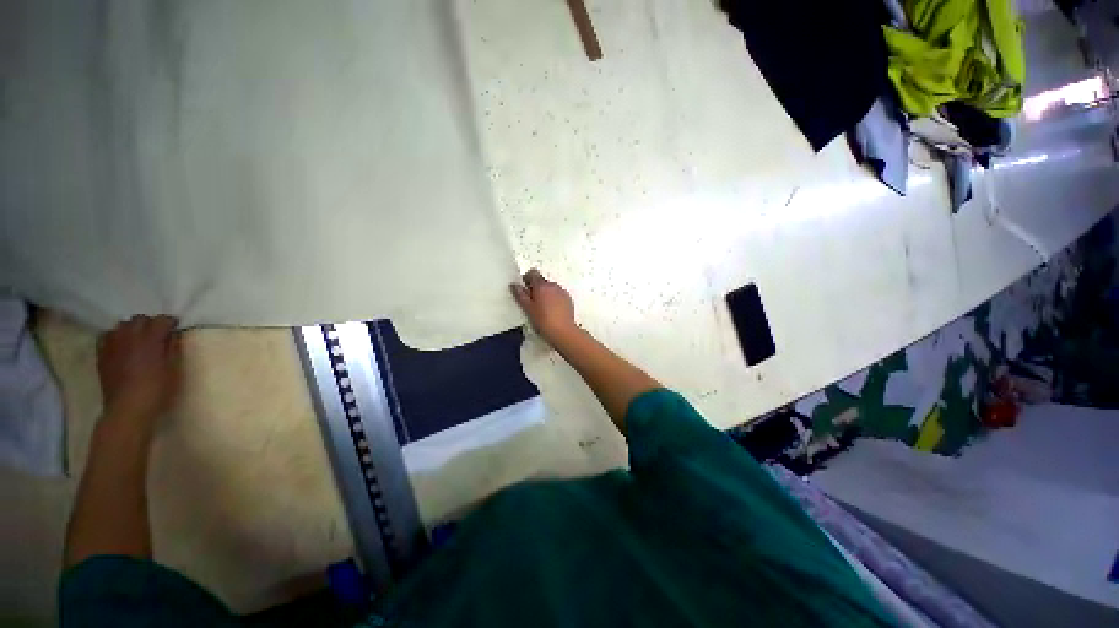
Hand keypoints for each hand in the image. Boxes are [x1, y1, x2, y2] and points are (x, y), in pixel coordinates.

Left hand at [97, 315, 181, 422]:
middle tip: (157, 334)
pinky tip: (120, 345)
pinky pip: (106, 336)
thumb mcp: (174, 370)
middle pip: (139, 319)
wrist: (127, 409)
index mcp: (151, 339)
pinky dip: (115, 336)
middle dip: (149, 323)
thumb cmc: (157, 390)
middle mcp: (130, 336)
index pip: (161, 320)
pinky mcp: (102, 354)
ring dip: (132, 329)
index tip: (176, 328)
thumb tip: (173, 336)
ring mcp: (113, 344)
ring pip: (122, 325)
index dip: (170, 322)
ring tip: (138, 339)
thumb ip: (173, 349)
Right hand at [510, 269, 578, 343]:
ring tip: (543, 309)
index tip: (524, 291)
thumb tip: (514, 284)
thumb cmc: (542, 320)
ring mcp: (562, 291)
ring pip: (551, 288)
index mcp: (541, 285)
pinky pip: (558, 295)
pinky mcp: (569, 299)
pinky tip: (552, 312)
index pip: (533, 272)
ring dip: (545, 294)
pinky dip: (554, 299)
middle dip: (536, 288)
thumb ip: (520, 295)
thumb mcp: (527, 309)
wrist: (563, 331)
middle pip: (542, 281)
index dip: (527, 279)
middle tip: (531, 303)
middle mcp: (553, 285)